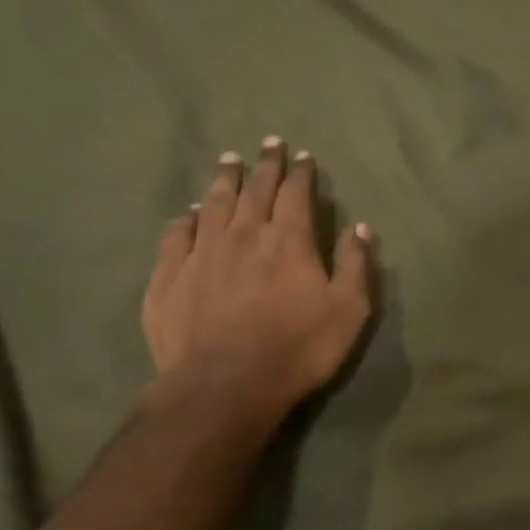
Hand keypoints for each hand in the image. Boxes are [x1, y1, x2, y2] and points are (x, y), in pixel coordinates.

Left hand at [141, 138, 372, 424]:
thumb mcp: (348, 312)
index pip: (295, 193)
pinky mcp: (169, 276)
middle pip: (254, 189)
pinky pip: (177, 234)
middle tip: (268, 144)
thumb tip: (359, 228)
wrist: (225, 385)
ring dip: (224, 179)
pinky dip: (186, 217)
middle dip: (264, 165)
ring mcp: (201, 252)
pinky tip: (189, 212)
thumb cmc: (298, 349)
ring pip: (213, 203)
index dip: (300, 172)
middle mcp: (243, 234)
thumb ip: (354, 266)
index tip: (302, 156)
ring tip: (228, 162)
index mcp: (288, 240)